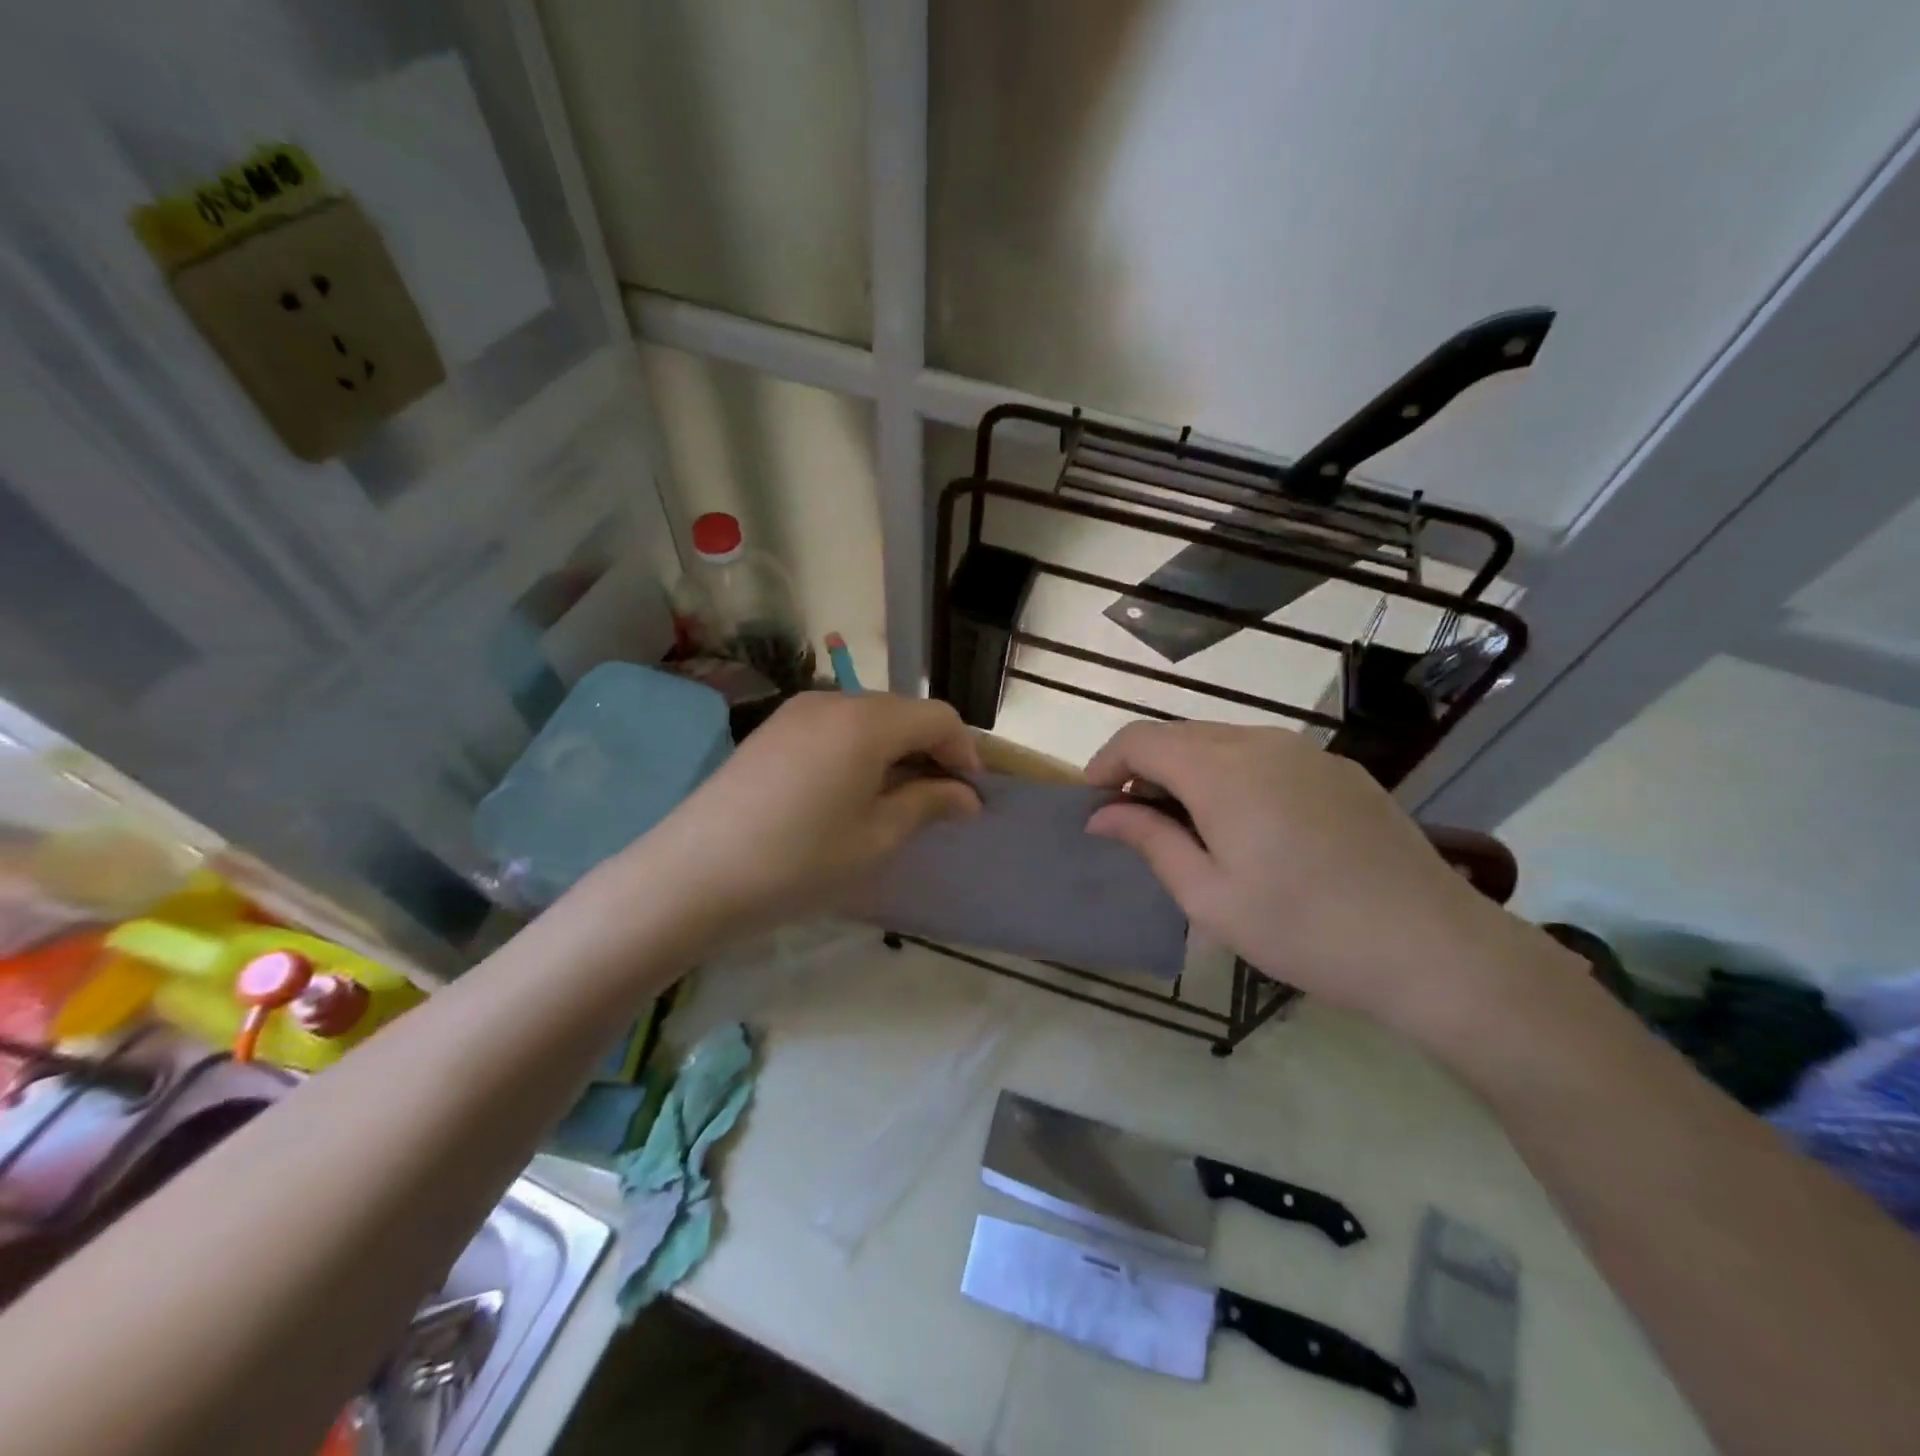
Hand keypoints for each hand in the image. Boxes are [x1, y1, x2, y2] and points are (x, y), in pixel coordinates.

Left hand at [613, 692, 980, 943]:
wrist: (693, 875)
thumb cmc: (799, 861)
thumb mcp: (875, 838)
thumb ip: (927, 804)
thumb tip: (967, 795)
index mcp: (867, 721)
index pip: (938, 717)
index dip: (964, 752)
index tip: (971, 796)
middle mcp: (833, 700)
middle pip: (902, 712)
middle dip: (930, 750)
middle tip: (939, 801)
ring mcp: (796, 712)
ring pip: (867, 718)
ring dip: (894, 750)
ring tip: (896, 799)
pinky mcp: (771, 730)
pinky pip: (833, 727)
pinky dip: (858, 750)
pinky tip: (850, 791)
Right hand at [1085, 721, 1547, 1034]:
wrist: (1431, 947)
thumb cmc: (1303, 930)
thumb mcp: (1209, 896)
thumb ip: (1150, 841)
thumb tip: (1102, 814)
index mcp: (1222, 771)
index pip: (1141, 739)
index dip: (1106, 763)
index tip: (1093, 803)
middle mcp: (1261, 743)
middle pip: (1180, 735)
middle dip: (1145, 768)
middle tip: (1135, 821)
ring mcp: (1307, 752)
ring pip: (1222, 741)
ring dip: (1188, 771)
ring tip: (1187, 826)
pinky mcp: (1338, 769)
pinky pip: (1265, 755)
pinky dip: (1232, 774)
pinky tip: (1247, 824)